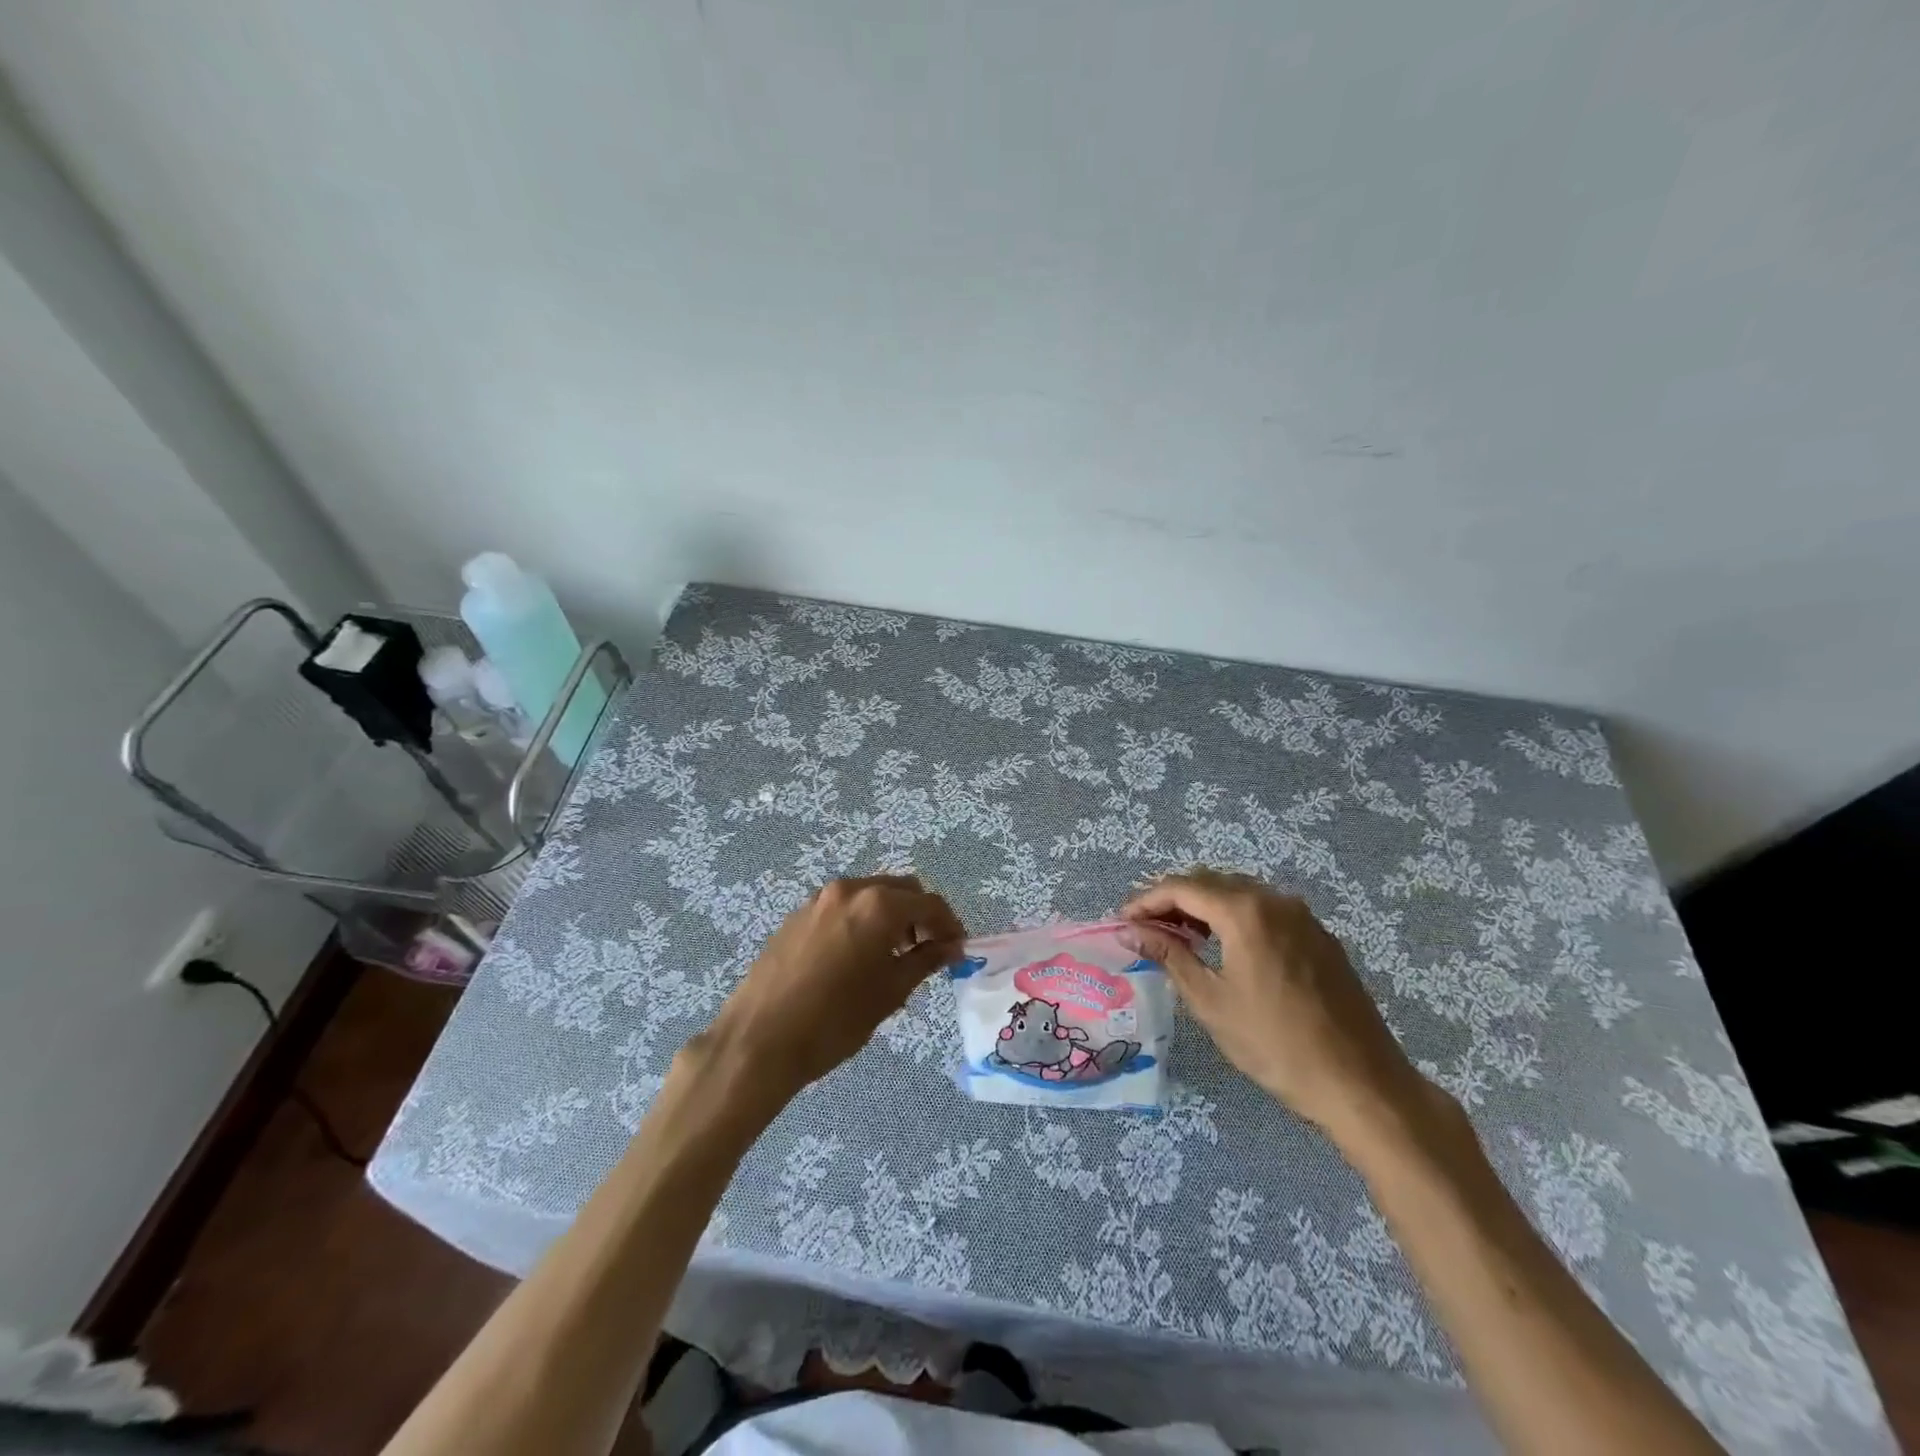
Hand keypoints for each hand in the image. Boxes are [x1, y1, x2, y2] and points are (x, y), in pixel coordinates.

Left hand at [699, 875, 964, 1102]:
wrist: (758, 1040)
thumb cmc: (834, 1020)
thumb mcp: (890, 992)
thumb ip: (925, 961)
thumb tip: (952, 947)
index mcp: (877, 904)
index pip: (929, 903)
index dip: (950, 925)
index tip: (958, 950)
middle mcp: (849, 889)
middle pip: (900, 890)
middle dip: (921, 916)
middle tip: (929, 951)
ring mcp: (819, 900)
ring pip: (870, 896)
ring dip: (891, 917)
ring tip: (895, 957)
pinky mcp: (798, 916)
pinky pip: (844, 908)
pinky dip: (863, 922)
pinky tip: (859, 958)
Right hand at [1123, 868, 1424, 1139]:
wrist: (1361, 1084)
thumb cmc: (1275, 1044)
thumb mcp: (1211, 1002)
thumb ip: (1170, 956)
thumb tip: (1133, 931)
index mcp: (1245, 911)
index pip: (1182, 887)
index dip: (1146, 900)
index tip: (1122, 921)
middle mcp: (1275, 900)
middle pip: (1211, 882)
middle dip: (1173, 900)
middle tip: (1145, 928)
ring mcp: (1303, 917)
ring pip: (1240, 894)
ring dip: (1204, 908)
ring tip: (1178, 937)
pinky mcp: (1320, 938)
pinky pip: (1265, 911)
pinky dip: (1235, 919)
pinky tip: (1224, 948)